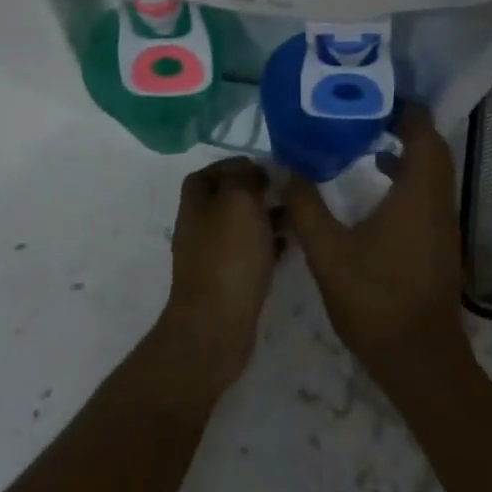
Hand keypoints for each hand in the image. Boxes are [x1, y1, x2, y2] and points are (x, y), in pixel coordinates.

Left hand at [158, 156, 281, 397]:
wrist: (216, 325)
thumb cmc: (229, 256)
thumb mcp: (238, 201)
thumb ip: (244, 177)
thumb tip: (251, 172)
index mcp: (195, 202)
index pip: (210, 172)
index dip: (236, 166)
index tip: (266, 169)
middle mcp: (198, 226)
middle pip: (228, 199)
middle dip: (257, 193)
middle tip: (287, 193)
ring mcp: (211, 256)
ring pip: (242, 226)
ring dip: (267, 218)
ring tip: (296, 218)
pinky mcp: (227, 281)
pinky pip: (249, 253)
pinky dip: (268, 245)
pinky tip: (290, 247)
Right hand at [285, 105, 468, 388]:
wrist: (418, 359)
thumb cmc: (374, 299)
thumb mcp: (327, 252)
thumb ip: (306, 206)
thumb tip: (287, 168)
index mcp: (417, 194)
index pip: (422, 133)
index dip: (405, 109)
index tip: (374, 95)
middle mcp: (438, 202)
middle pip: (433, 148)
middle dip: (405, 125)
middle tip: (364, 114)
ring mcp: (443, 225)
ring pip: (434, 172)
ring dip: (408, 152)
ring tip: (366, 142)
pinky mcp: (440, 243)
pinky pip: (429, 193)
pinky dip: (408, 177)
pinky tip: (376, 188)